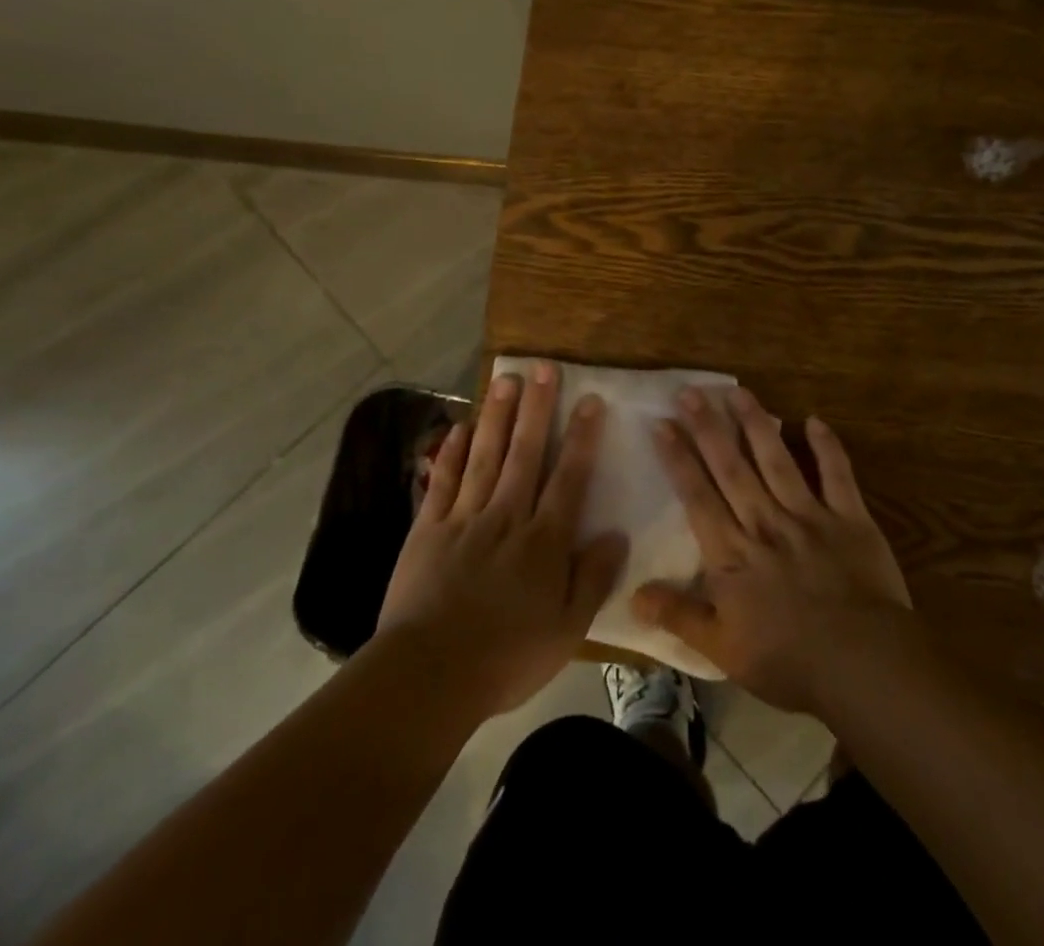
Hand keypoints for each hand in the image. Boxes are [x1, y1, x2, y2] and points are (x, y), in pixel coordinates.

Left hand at [375, 362, 625, 718]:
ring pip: (485, 456)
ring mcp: (464, 519)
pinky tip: (457, 428)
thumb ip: (593, 578)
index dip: (582, 437)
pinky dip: (450, 453)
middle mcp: (506, 516)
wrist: (428, 676)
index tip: (591, 400)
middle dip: (537, 408)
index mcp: (543, 540)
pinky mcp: (428, 530)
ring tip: (505, 378)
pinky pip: (442, 482)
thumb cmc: (507, 657)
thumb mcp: (567, 629)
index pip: (569, 477)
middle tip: (543, 367)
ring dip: (497, 416)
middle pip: (525, 453)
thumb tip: (616, 533)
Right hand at [632, 387, 910, 715]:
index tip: (663, 424)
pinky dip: (827, 447)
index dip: (678, 459)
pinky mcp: (850, 518)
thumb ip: (679, 616)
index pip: (698, 496)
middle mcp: (765, 523)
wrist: (863, 665)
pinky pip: (837, 474)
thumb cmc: (789, 661)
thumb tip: (633, 594)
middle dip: (709, 427)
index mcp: (733, 554)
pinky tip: (814, 420)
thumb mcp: (723, 650)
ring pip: (777, 460)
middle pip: (732, 468)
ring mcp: (809, 516)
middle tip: (691, 391)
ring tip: (738, 391)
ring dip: (757, 424)